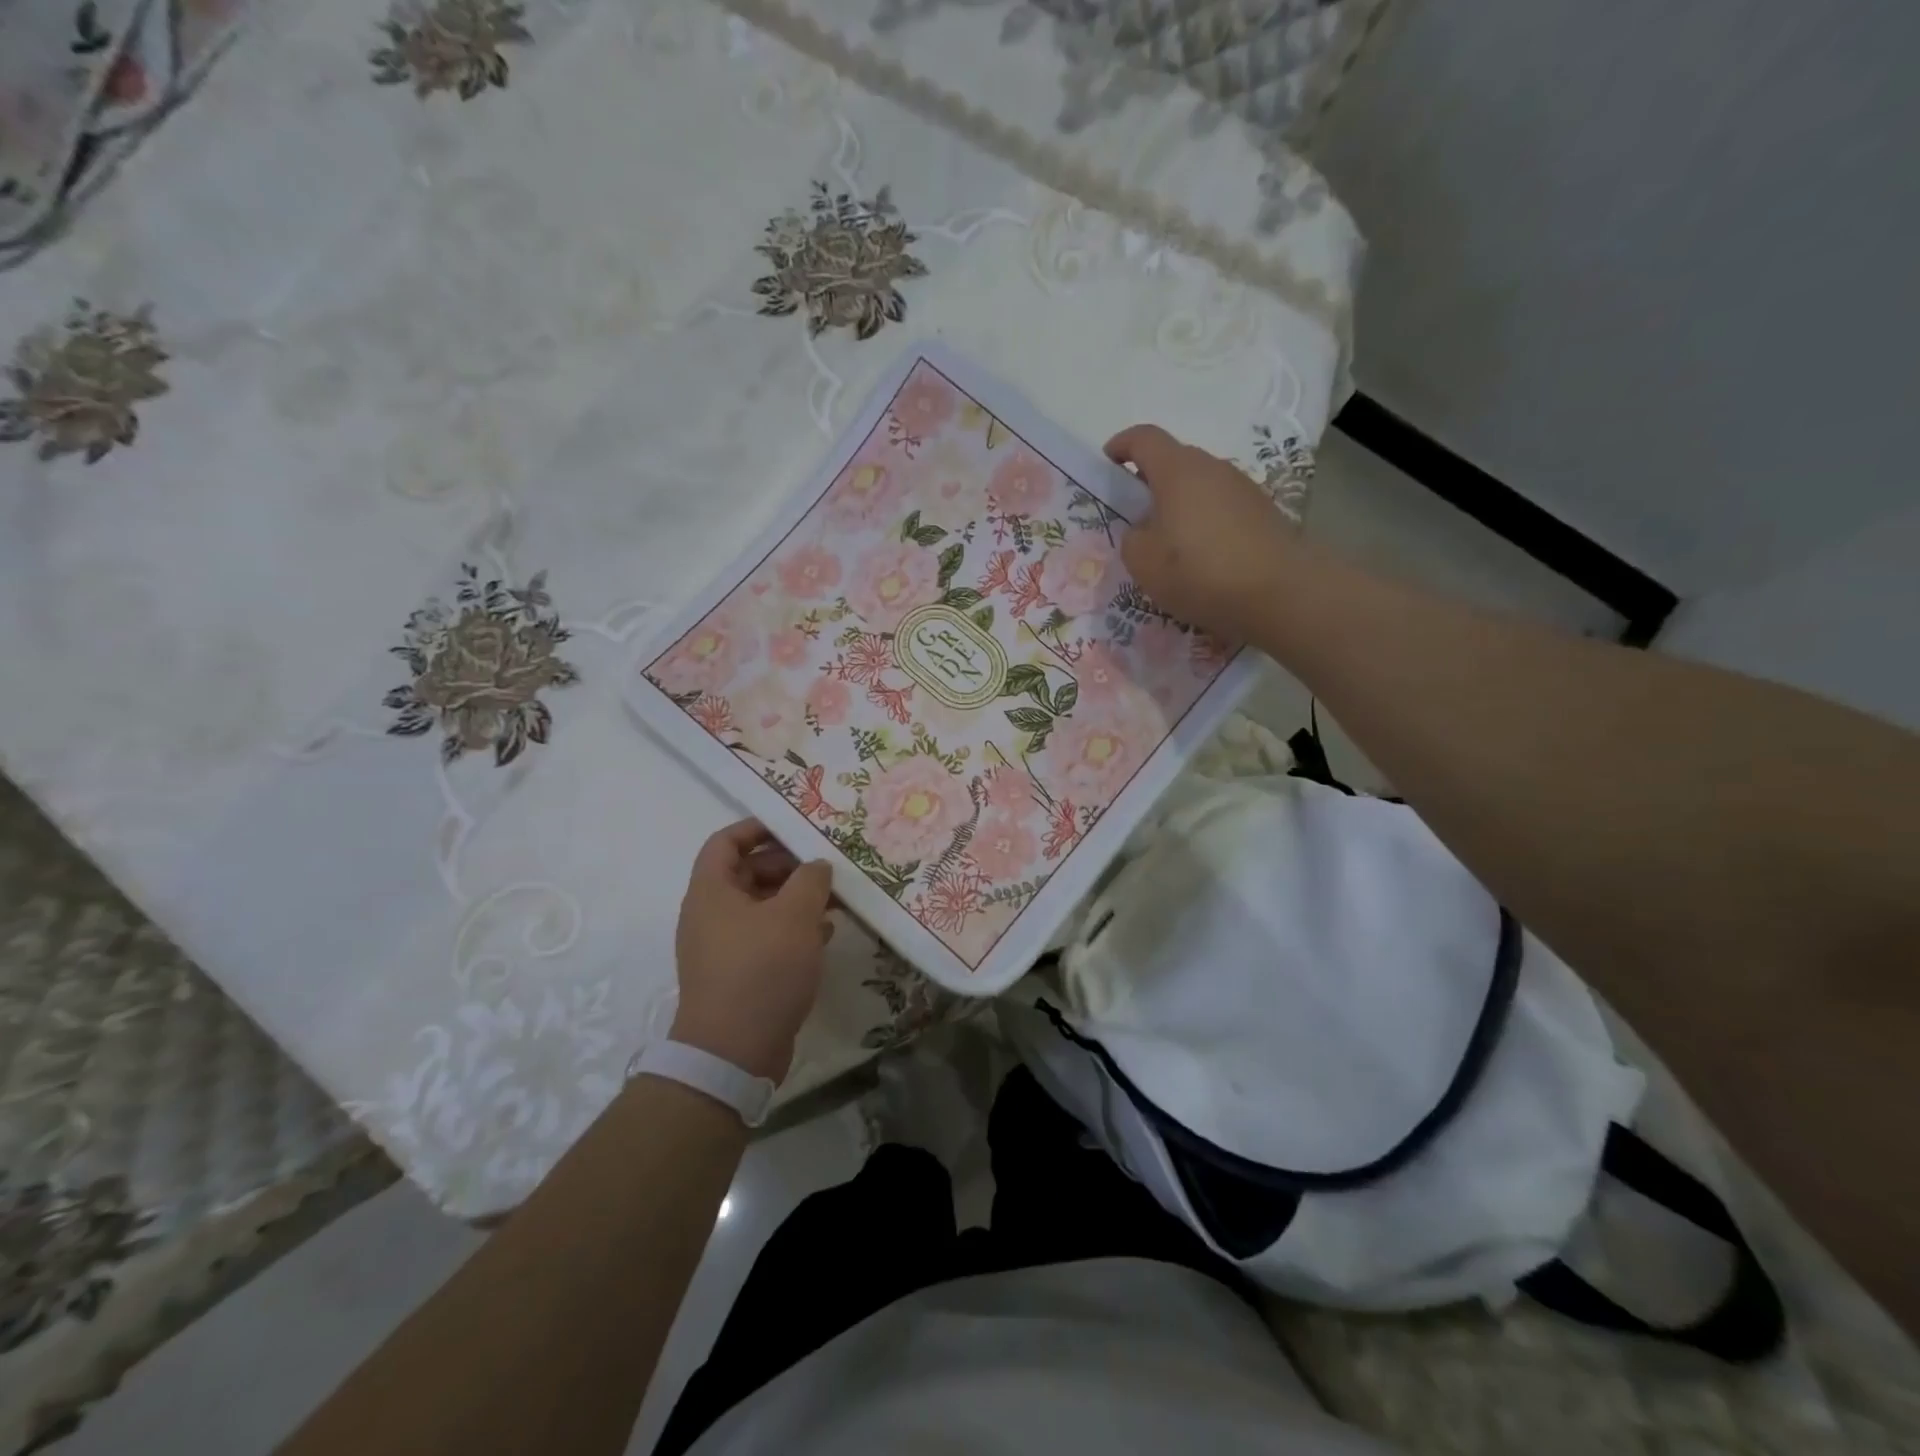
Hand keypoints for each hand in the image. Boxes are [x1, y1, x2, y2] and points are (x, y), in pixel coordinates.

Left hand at [672, 819, 834, 1082]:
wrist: (733, 1053)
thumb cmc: (761, 970)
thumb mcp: (795, 915)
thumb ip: (810, 879)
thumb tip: (816, 866)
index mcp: (711, 891)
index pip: (726, 841)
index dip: (757, 827)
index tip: (794, 826)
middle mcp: (710, 914)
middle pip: (747, 872)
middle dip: (788, 865)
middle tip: (825, 866)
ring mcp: (723, 946)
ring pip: (761, 906)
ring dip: (795, 898)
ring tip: (834, 897)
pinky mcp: (739, 973)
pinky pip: (766, 936)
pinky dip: (793, 928)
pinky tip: (825, 932)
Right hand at [1106, 424, 1303, 643]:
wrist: (1281, 592)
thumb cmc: (1201, 571)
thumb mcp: (1144, 562)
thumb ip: (1132, 539)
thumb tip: (1144, 530)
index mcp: (1178, 470)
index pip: (1144, 439)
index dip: (1121, 446)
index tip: (1107, 465)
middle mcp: (1213, 468)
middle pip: (1175, 461)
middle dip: (1150, 482)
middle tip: (1135, 516)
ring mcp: (1243, 488)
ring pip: (1200, 486)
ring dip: (1180, 505)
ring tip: (1170, 544)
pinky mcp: (1263, 512)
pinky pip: (1222, 508)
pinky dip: (1205, 523)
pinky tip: (1203, 558)